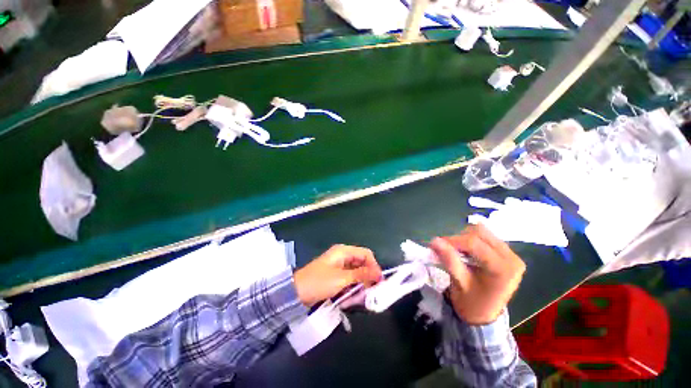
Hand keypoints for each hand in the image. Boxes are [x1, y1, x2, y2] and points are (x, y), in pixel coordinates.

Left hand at [294, 244, 382, 306]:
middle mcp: (343, 256)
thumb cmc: (319, 282)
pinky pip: (349, 280)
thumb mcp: (341, 279)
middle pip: (362, 264)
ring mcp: (339, 266)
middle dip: (366, 279)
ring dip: (358, 286)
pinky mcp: (336, 276)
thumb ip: (361, 275)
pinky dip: (351, 289)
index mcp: (344, 251)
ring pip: (356, 274)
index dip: (374, 266)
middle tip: (368, 294)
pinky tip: (348, 299)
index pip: (366, 254)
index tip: (379, 281)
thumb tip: (379, 273)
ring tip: (355, 299)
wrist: (296, 293)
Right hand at [430, 224, 525, 324]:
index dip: (452, 240)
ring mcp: (511, 254)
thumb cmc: (472, 303)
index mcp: (503, 268)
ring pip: (482, 231)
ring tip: (456, 251)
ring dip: (464, 237)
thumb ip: (449, 260)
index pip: (474, 243)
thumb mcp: (459, 282)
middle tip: (446, 248)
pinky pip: (485, 236)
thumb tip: (434, 240)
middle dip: (459, 238)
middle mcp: (511, 258)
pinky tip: (465, 251)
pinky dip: (470, 239)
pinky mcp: (506, 253)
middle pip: (480, 233)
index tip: (436, 244)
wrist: (484, 315)